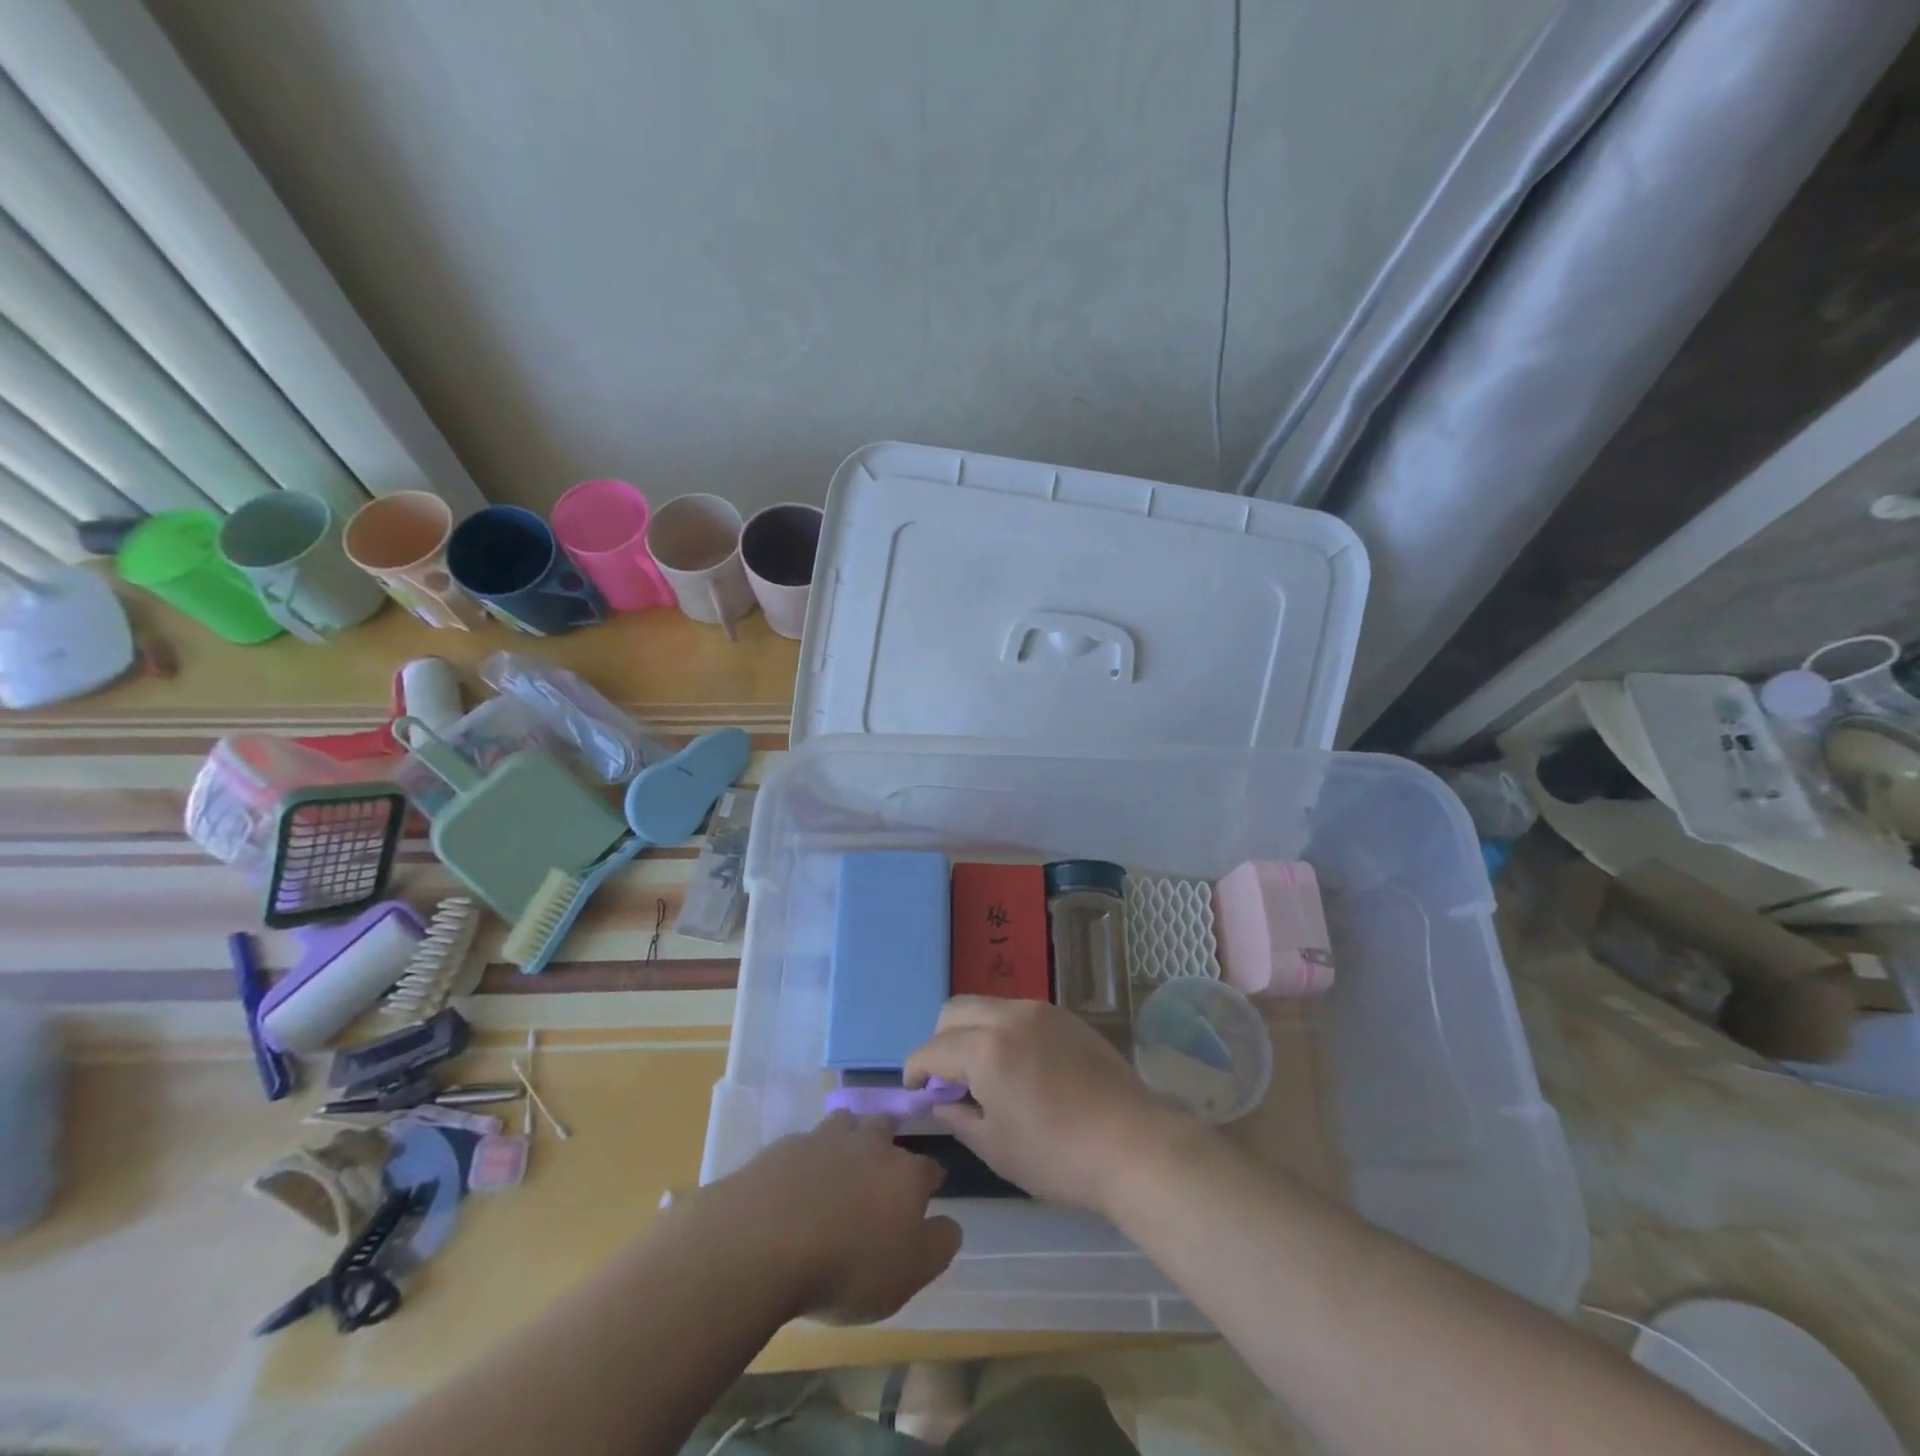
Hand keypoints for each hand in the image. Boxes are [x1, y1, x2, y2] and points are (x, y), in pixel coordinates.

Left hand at [695, 1111, 961, 1324]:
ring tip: (843, 1158)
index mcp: (905, 1173)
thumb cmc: (848, 1265)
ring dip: (849, 1135)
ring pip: (845, 1122)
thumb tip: (951, 1223)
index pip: (929, 1168)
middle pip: (885, 1128)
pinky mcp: (784, 1146)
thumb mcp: (908, 1273)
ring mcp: (824, 1139)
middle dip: (889, 1141)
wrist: (765, 1240)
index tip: (931, 1190)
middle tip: (884, 1163)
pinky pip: (805, 1142)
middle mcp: (869, 1144)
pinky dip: (808, 1156)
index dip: (931, 1180)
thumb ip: (938, 1245)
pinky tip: (799, 1179)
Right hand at [906, 997, 1198, 1216]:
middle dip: (940, 1041)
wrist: (1133, 1144)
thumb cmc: (1057, 1156)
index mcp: (986, 1048)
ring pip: (988, 1005)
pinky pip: (1018, 1012)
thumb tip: (942, 1101)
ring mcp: (1041, 1011)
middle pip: (955, 1011)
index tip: (916, 1091)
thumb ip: (959, 1117)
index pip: (931, 1049)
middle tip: (949, 1079)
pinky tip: (1020, 1065)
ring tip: (986, 1072)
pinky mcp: (1066, 1016)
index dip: (915, 1070)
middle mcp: (1009, 1016)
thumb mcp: (996, 1147)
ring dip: (973, 1031)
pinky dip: (1003, 1030)